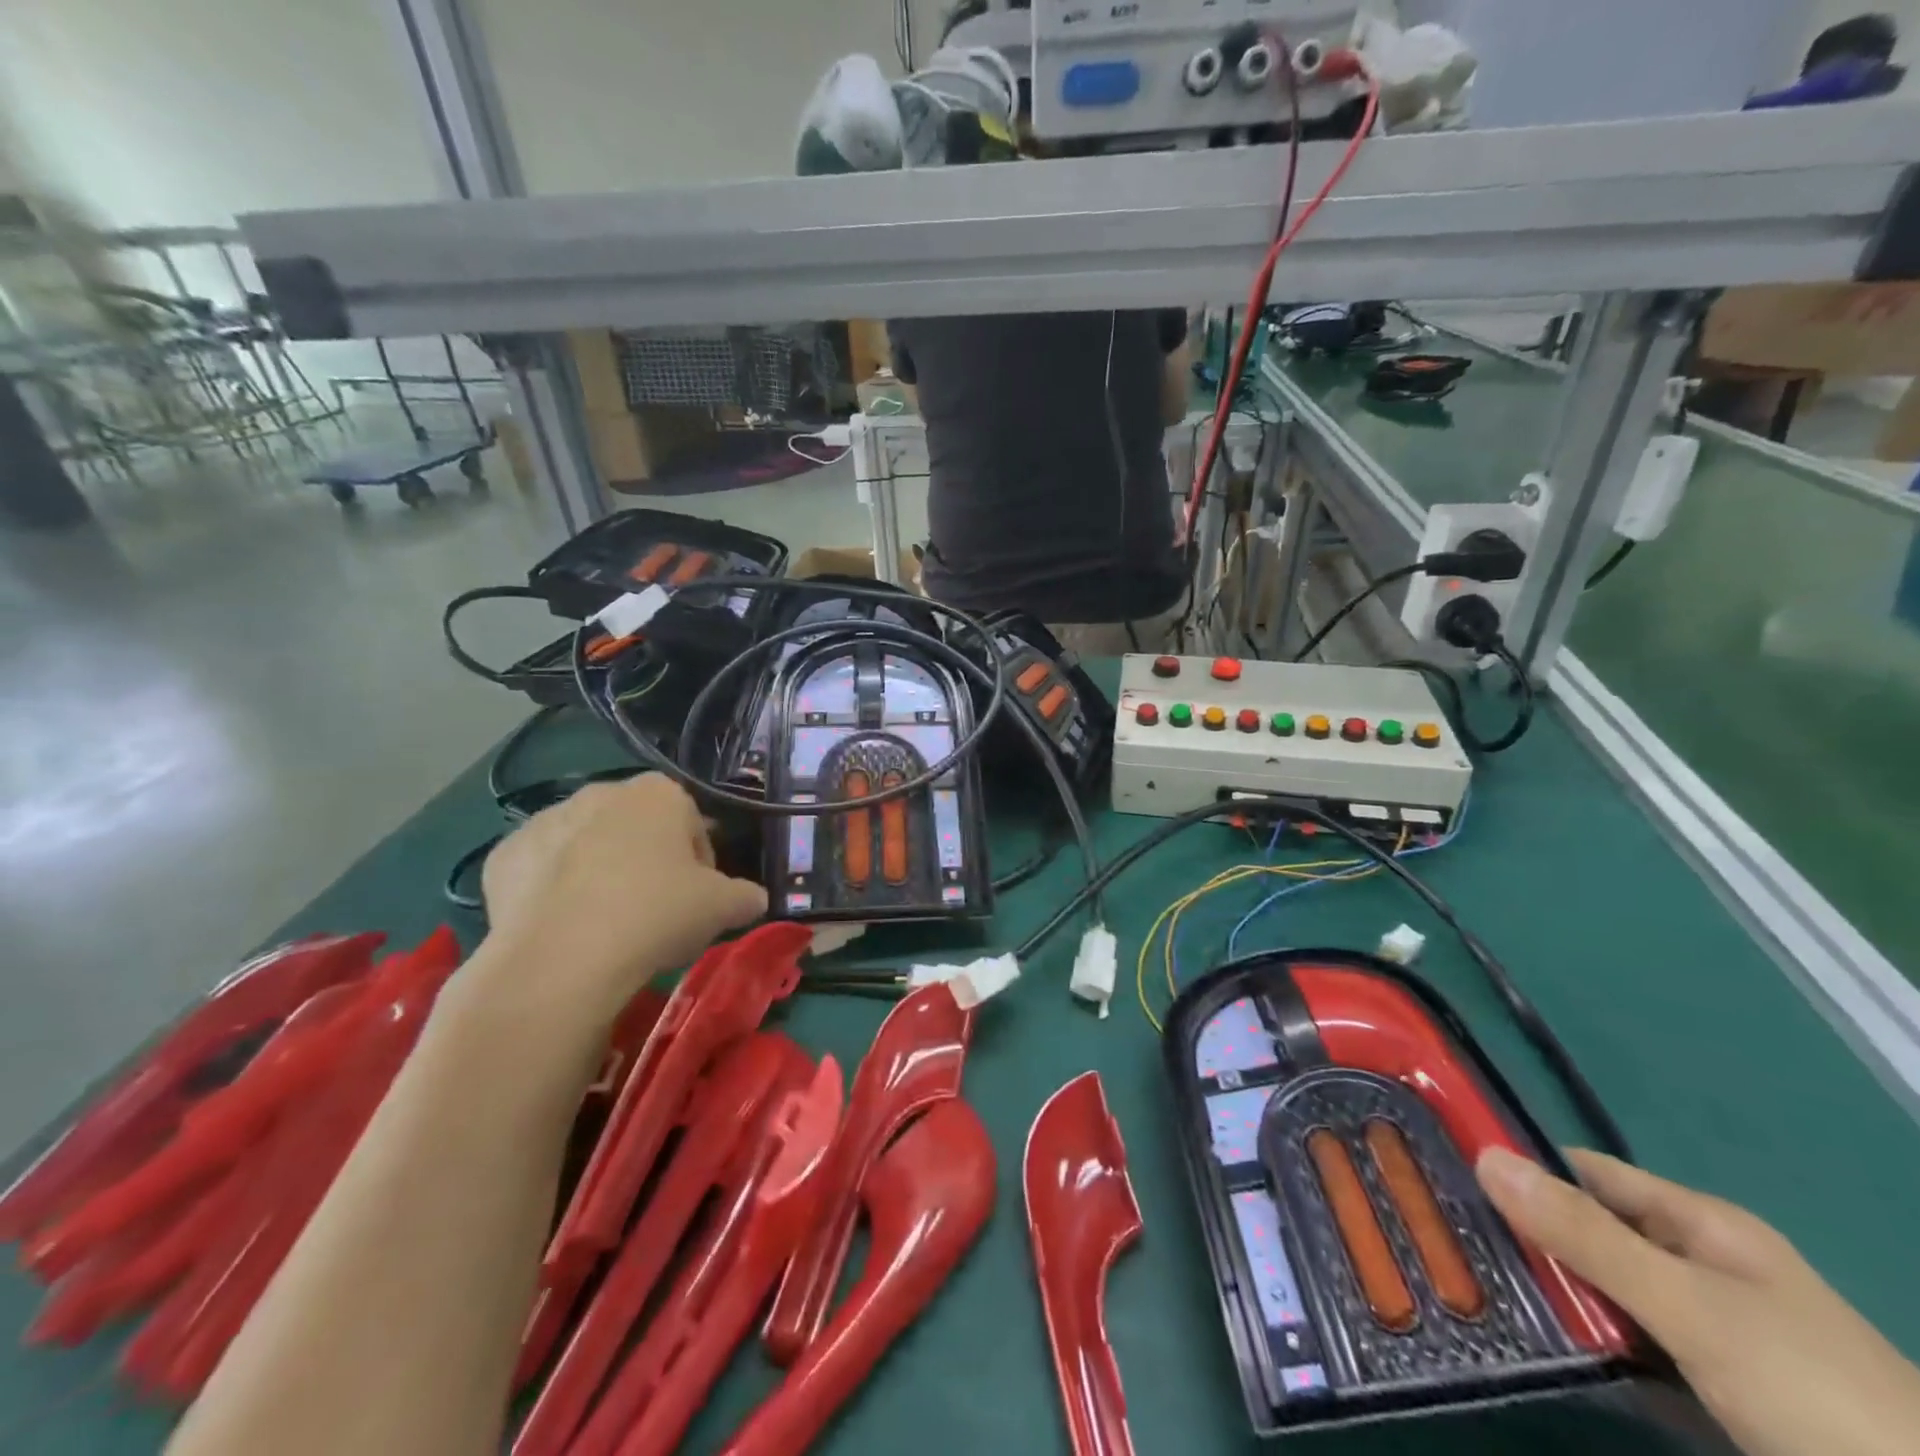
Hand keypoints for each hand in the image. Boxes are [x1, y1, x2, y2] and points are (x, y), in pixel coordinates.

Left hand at [475, 775, 766, 1028]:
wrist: (561, 958)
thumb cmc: (656, 914)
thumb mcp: (723, 908)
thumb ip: (746, 896)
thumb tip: (754, 899)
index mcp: (658, 793)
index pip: (692, 822)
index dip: (700, 862)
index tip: (697, 898)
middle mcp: (600, 792)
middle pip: (637, 828)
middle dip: (648, 861)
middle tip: (654, 912)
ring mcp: (545, 820)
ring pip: (587, 846)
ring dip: (599, 873)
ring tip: (605, 925)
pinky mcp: (503, 856)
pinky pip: (541, 870)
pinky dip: (552, 891)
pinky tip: (563, 927)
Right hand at [1477, 1147, 1919, 1455]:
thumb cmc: (1809, 1391)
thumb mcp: (1688, 1306)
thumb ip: (1584, 1234)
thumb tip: (1482, 1153)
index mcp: (1701, 1224)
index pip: (1588, 1172)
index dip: (1523, 1165)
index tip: (1450, 1171)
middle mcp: (1702, 1264)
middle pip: (1594, 1231)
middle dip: (1530, 1234)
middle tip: (1451, 1235)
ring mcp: (1712, 1329)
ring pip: (1608, 1290)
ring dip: (1555, 1291)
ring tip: (1476, 1285)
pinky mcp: (1714, 1385)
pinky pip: (1630, 1343)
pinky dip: (1588, 1340)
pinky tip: (1542, 1346)